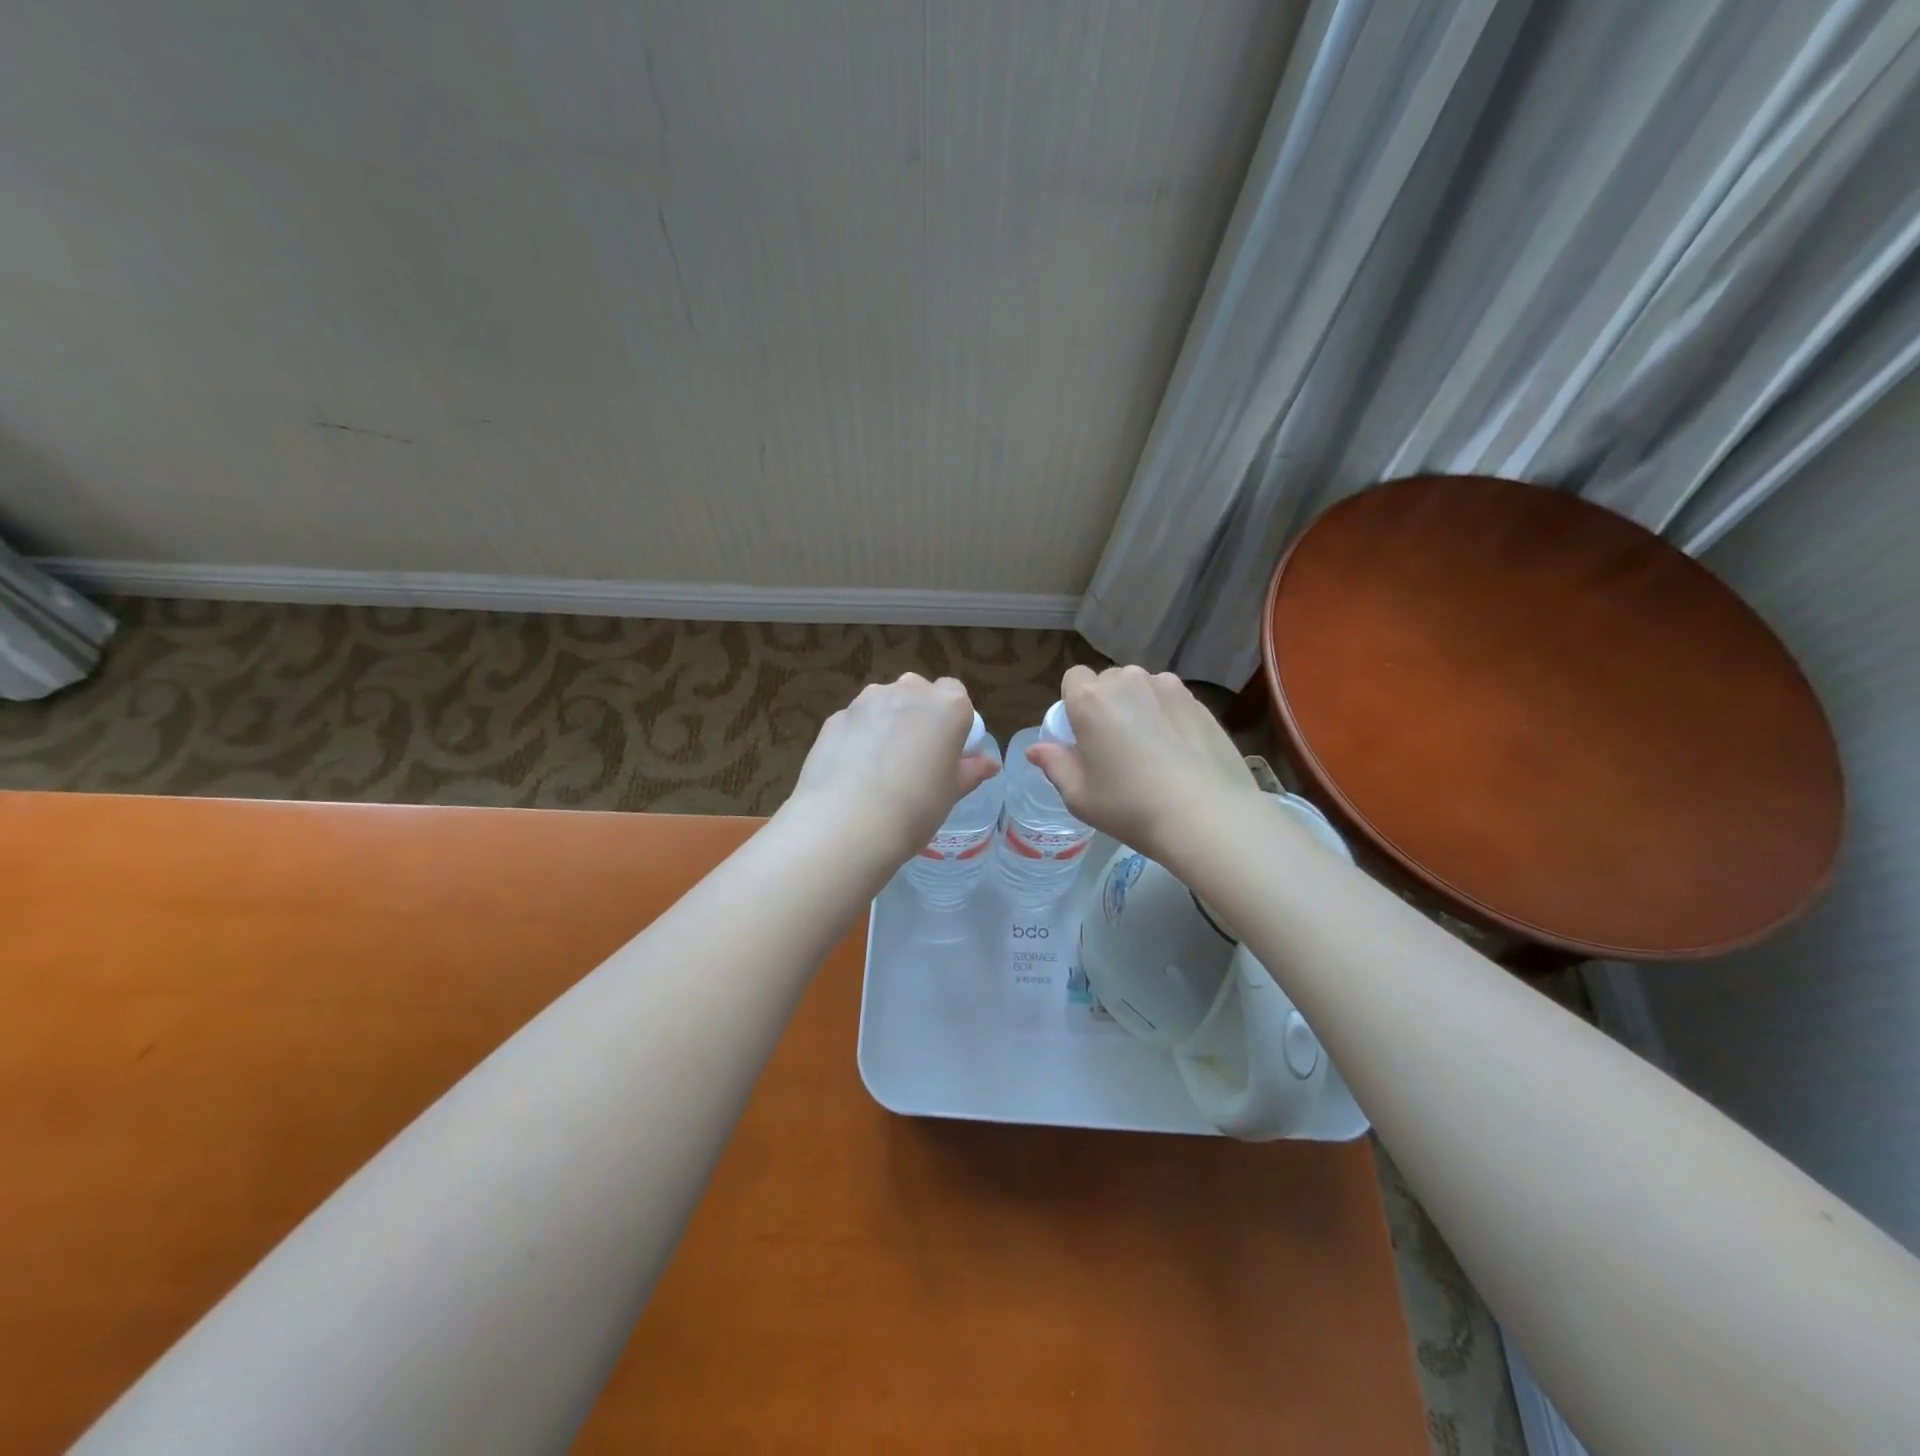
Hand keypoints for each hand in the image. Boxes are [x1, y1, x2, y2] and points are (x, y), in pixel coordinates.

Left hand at [785, 673, 998, 867]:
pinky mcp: (836, 717)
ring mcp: (867, 701)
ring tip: (881, 767)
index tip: (947, 749)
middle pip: (918, 693)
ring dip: (887, 723)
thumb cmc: (915, 807)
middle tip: (916, 757)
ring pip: (884, 704)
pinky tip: (854, 772)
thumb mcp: (951, 793)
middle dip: (919, 715)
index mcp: (947, 706)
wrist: (847, 823)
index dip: (953, 721)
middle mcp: (908, 691)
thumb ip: (970, 771)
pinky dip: (859, 737)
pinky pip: (857, 722)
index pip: (956, 694)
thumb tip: (990, 764)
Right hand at [1026, 664, 1257, 868]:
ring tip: (1151, 748)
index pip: (1073, 678)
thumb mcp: (1079, 796)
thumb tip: (1037, 749)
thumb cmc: (1130, 807)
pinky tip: (1178, 751)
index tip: (1083, 735)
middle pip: (1108, 682)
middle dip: (1107, 704)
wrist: (1206, 815)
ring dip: (1139, 706)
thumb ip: (1054, 765)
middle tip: (1115, 746)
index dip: (1074, 704)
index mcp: (1090, 700)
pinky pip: (1170, 700)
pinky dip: (1167, 716)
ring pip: (1142, 688)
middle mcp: (1128, 681)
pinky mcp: (1199, 701)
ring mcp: (1168, 687)